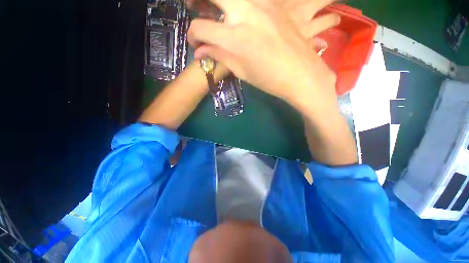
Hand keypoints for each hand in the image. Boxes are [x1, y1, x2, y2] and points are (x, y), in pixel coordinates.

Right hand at [187, 0, 339, 111]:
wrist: (301, 74)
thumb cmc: (270, 79)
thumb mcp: (242, 71)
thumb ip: (220, 56)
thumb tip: (201, 51)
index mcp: (235, 38)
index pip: (201, 28)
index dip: (193, 36)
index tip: (196, 43)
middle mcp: (246, 12)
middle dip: (199, 1)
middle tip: (196, 7)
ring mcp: (262, 3)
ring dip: (222, 3)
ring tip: (219, 13)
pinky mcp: (274, 2)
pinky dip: (240, 5)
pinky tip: (242, 16)